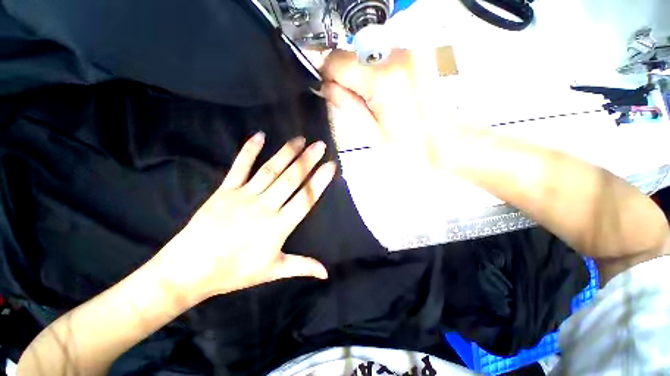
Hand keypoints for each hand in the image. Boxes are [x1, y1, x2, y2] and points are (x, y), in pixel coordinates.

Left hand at [156, 133, 335, 303]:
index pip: (305, 199)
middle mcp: (265, 207)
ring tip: (300, 139)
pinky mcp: (225, 190)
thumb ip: (302, 266)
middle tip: (320, 145)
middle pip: (291, 179)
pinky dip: (249, 150)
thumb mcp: (273, 271)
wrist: (189, 270)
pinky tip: (259, 136)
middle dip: (308, 161)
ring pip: (270, 170)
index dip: (319, 181)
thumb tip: (326, 273)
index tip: (330, 166)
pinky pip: (239, 167)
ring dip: (287, 153)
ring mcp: (244, 196)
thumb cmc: (234, 272)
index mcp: (278, 227)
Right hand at [320, 49, 448, 167]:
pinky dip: (375, 71)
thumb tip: (324, 86)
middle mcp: (396, 54)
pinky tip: (384, 91)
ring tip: (373, 98)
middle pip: (351, 54)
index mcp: (382, 79)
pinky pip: (382, 56)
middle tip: (353, 99)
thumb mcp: (370, 130)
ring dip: (360, 73)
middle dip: (344, 75)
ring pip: (366, 54)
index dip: (326, 74)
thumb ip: (345, 103)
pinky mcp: (416, 53)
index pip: (336, 60)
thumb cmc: (407, 145)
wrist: (445, 140)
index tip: (326, 88)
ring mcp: (409, 50)